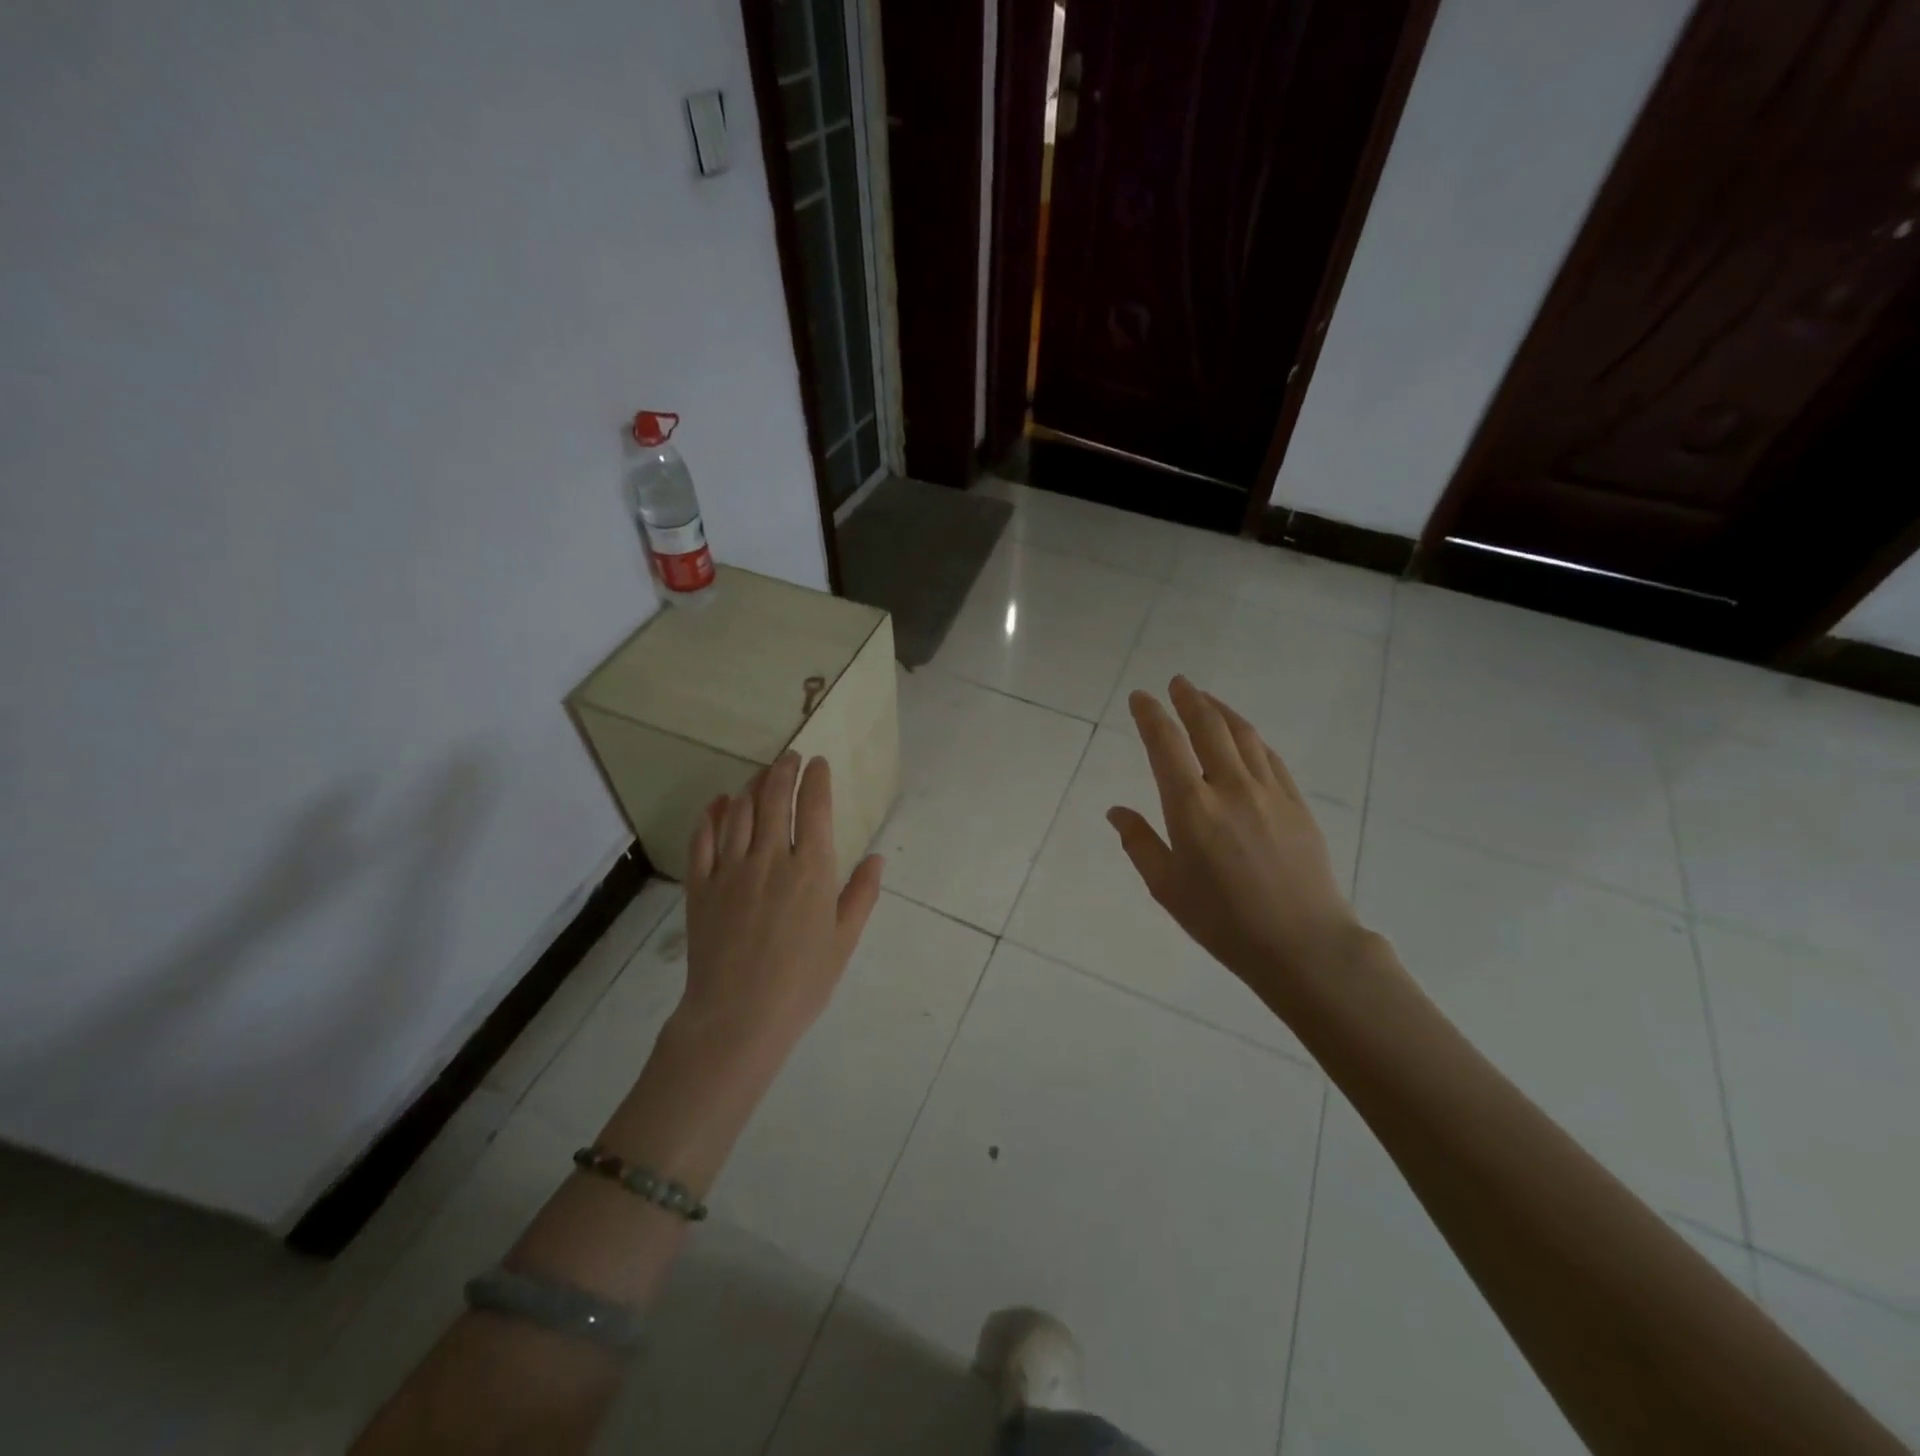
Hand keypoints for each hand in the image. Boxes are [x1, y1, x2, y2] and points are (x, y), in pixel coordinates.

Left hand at [676, 752, 884, 1063]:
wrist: (737, 1017)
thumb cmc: (801, 983)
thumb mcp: (843, 941)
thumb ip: (861, 895)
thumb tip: (876, 858)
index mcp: (811, 870)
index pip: (815, 808)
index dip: (817, 779)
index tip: (819, 763)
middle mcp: (770, 858)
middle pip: (775, 799)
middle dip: (784, 771)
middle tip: (790, 757)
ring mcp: (730, 870)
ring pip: (740, 812)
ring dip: (752, 786)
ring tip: (761, 774)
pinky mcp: (700, 886)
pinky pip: (703, 840)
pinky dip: (712, 816)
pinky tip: (718, 804)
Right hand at [1107, 677, 1364, 1014]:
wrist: (1302, 943)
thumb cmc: (1223, 921)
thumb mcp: (1167, 888)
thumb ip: (1139, 843)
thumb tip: (1116, 811)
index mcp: (1191, 808)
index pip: (1165, 744)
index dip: (1151, 715)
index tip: (1141, 697)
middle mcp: (1230, 788)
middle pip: (1208, 726)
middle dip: (1189, 699)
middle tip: (1177, 682)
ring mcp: (1269, 792)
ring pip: (1242, 734)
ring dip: (1221, 710)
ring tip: (1205, 699)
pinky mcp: (1296, 803)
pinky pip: (1269, 756)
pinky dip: (1250, 737)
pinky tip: (1244, 736)